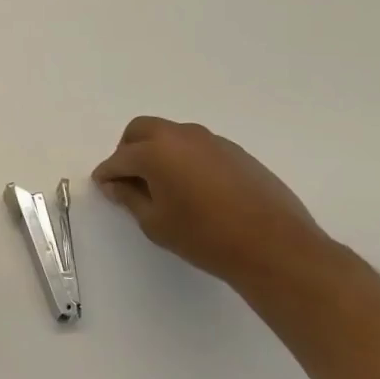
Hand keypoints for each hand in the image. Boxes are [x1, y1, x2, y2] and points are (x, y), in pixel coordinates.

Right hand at [92, 116, 328, 286]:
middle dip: (129, 151)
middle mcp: (180, 136)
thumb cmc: (205, 237)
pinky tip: (195, 188)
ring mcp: (211, 141)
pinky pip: (198, 147)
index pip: (119, 159)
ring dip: (158, 152)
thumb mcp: (155, 223)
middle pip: (141, 131)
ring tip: (164, 185)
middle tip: (130, 179)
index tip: (104, 187)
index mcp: (154, 151)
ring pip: (171, 136)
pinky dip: (185, 159)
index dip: (107, 174)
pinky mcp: (236, 152)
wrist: (275, 247)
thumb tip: (117, 185)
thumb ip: (130, 198)